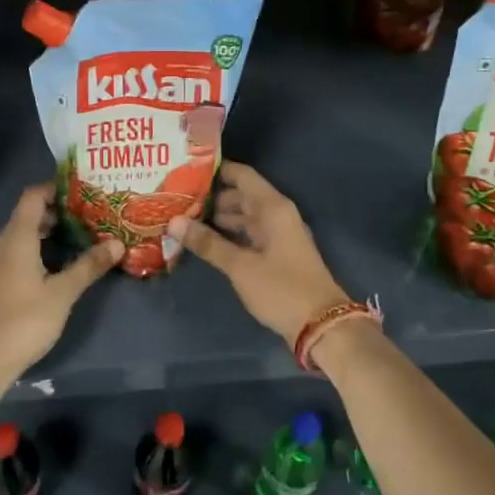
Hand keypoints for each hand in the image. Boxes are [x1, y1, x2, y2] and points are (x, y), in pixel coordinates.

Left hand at [0, 185, 121, 384]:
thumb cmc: (24, 321)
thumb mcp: (63, 293)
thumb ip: (89, 266)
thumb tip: (117, 243)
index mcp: (15, 240)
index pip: (32, 197)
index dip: (54, 188)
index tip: (82, 191)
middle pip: (26, 217)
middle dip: (56, 214)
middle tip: (89, 217)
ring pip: (19, 239)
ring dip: (46, 236)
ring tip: (77, 241)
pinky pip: (13, 256)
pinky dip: (34, 253)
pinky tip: (53, 269)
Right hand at [170, 161, 348, 342]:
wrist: (321, 324)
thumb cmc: (281, 289)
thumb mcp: (240, 266)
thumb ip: (208, 243)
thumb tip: (174, 221)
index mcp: (273, 208)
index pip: (242, 175)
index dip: (216, 170)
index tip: (186, 170)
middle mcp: (277, 215)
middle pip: (241, 195)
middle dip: (211, 197)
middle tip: (177, 199)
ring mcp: (278, 235)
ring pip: (245, 217)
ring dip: (219, 218)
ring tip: (184, 220)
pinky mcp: (277, 255)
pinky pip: (249, 235)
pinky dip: (230, 235)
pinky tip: (206, 242)